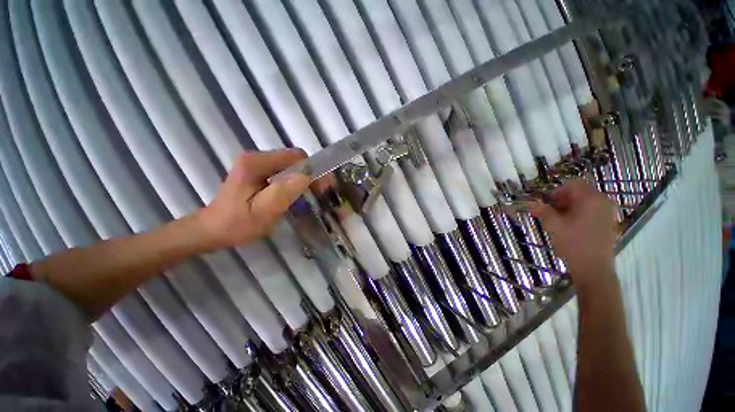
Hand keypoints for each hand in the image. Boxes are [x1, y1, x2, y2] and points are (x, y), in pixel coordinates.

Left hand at [194, 149, 310, 251]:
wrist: (212, 230)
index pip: (296, 157)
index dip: (313, 170)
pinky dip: (294, 182)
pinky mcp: (257, 171)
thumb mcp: (263, 212)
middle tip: (319, 194)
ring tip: (310, 196)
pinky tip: (296, 195)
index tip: (322, 188)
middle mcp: (256, 157)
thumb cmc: (236, 224)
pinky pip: (284, 172)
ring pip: (291, 166)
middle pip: (294, 160)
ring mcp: (256, 163)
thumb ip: (284, 192)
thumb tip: (307, 176)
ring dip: (303, 179)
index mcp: (256, 162)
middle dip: (310, 175)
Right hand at [528, 179, 617, 287]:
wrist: (594, 268)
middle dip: (563, 200)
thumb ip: (543, 211)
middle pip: (581, 192)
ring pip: (586, 202)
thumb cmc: (573, 244)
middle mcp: (603, 202)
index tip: (548, 203)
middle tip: (551, 212)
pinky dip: (579, 214)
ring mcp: (608, 213)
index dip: (557, 191)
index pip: (573, 184)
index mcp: (591, 199)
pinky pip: (592, 211)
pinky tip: (571, 227)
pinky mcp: (609, 223)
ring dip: (570, 207)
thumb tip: (530, 204)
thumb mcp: (553, 226)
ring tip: (559, 221)